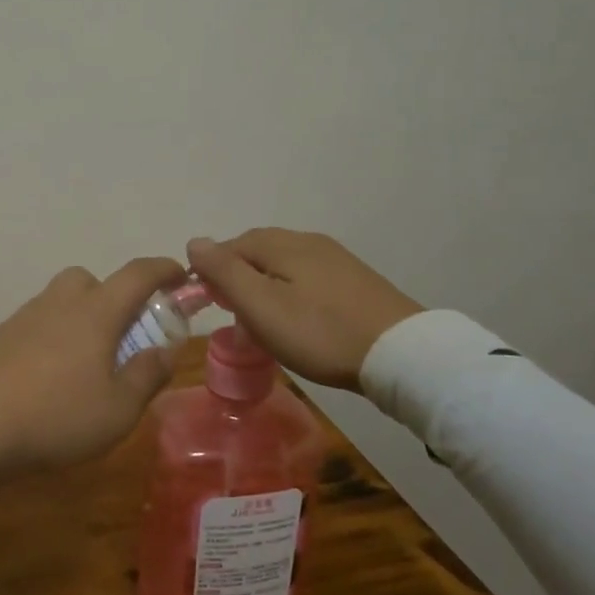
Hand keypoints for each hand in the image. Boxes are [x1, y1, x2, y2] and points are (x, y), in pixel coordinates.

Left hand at [0, 257, 187, 507]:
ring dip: (79, 318)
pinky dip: (51, 337)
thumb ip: (147, 376)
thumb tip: (164, 351)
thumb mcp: (118, 410)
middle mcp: (58, 304)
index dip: (163, 269)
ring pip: (59, 301)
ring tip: (85, 364)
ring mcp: (23, 318)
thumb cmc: (56, 418)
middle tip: (122, 334)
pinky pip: (35, 324)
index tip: (180, 274)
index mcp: (95, 313)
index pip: (137, 275)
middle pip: (90, 280)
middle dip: (112, 296)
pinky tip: (48, 377)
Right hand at [186, 229, 422, 391]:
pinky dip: (291, 293)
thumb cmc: (319, 332)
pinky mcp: (355, 279)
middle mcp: (307, 240)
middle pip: (257, 251)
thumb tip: (194, 241)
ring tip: (263, 322)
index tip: (209, 306)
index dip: (212, 273)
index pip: (230, 246)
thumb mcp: (261, 306)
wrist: (401, 353)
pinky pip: (308, 277)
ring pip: (283, 265)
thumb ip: (224, 272)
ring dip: (264, 287)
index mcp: (280, 243)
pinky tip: (298, 318)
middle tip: (234, 316)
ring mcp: (335, 258)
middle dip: (238, 278)